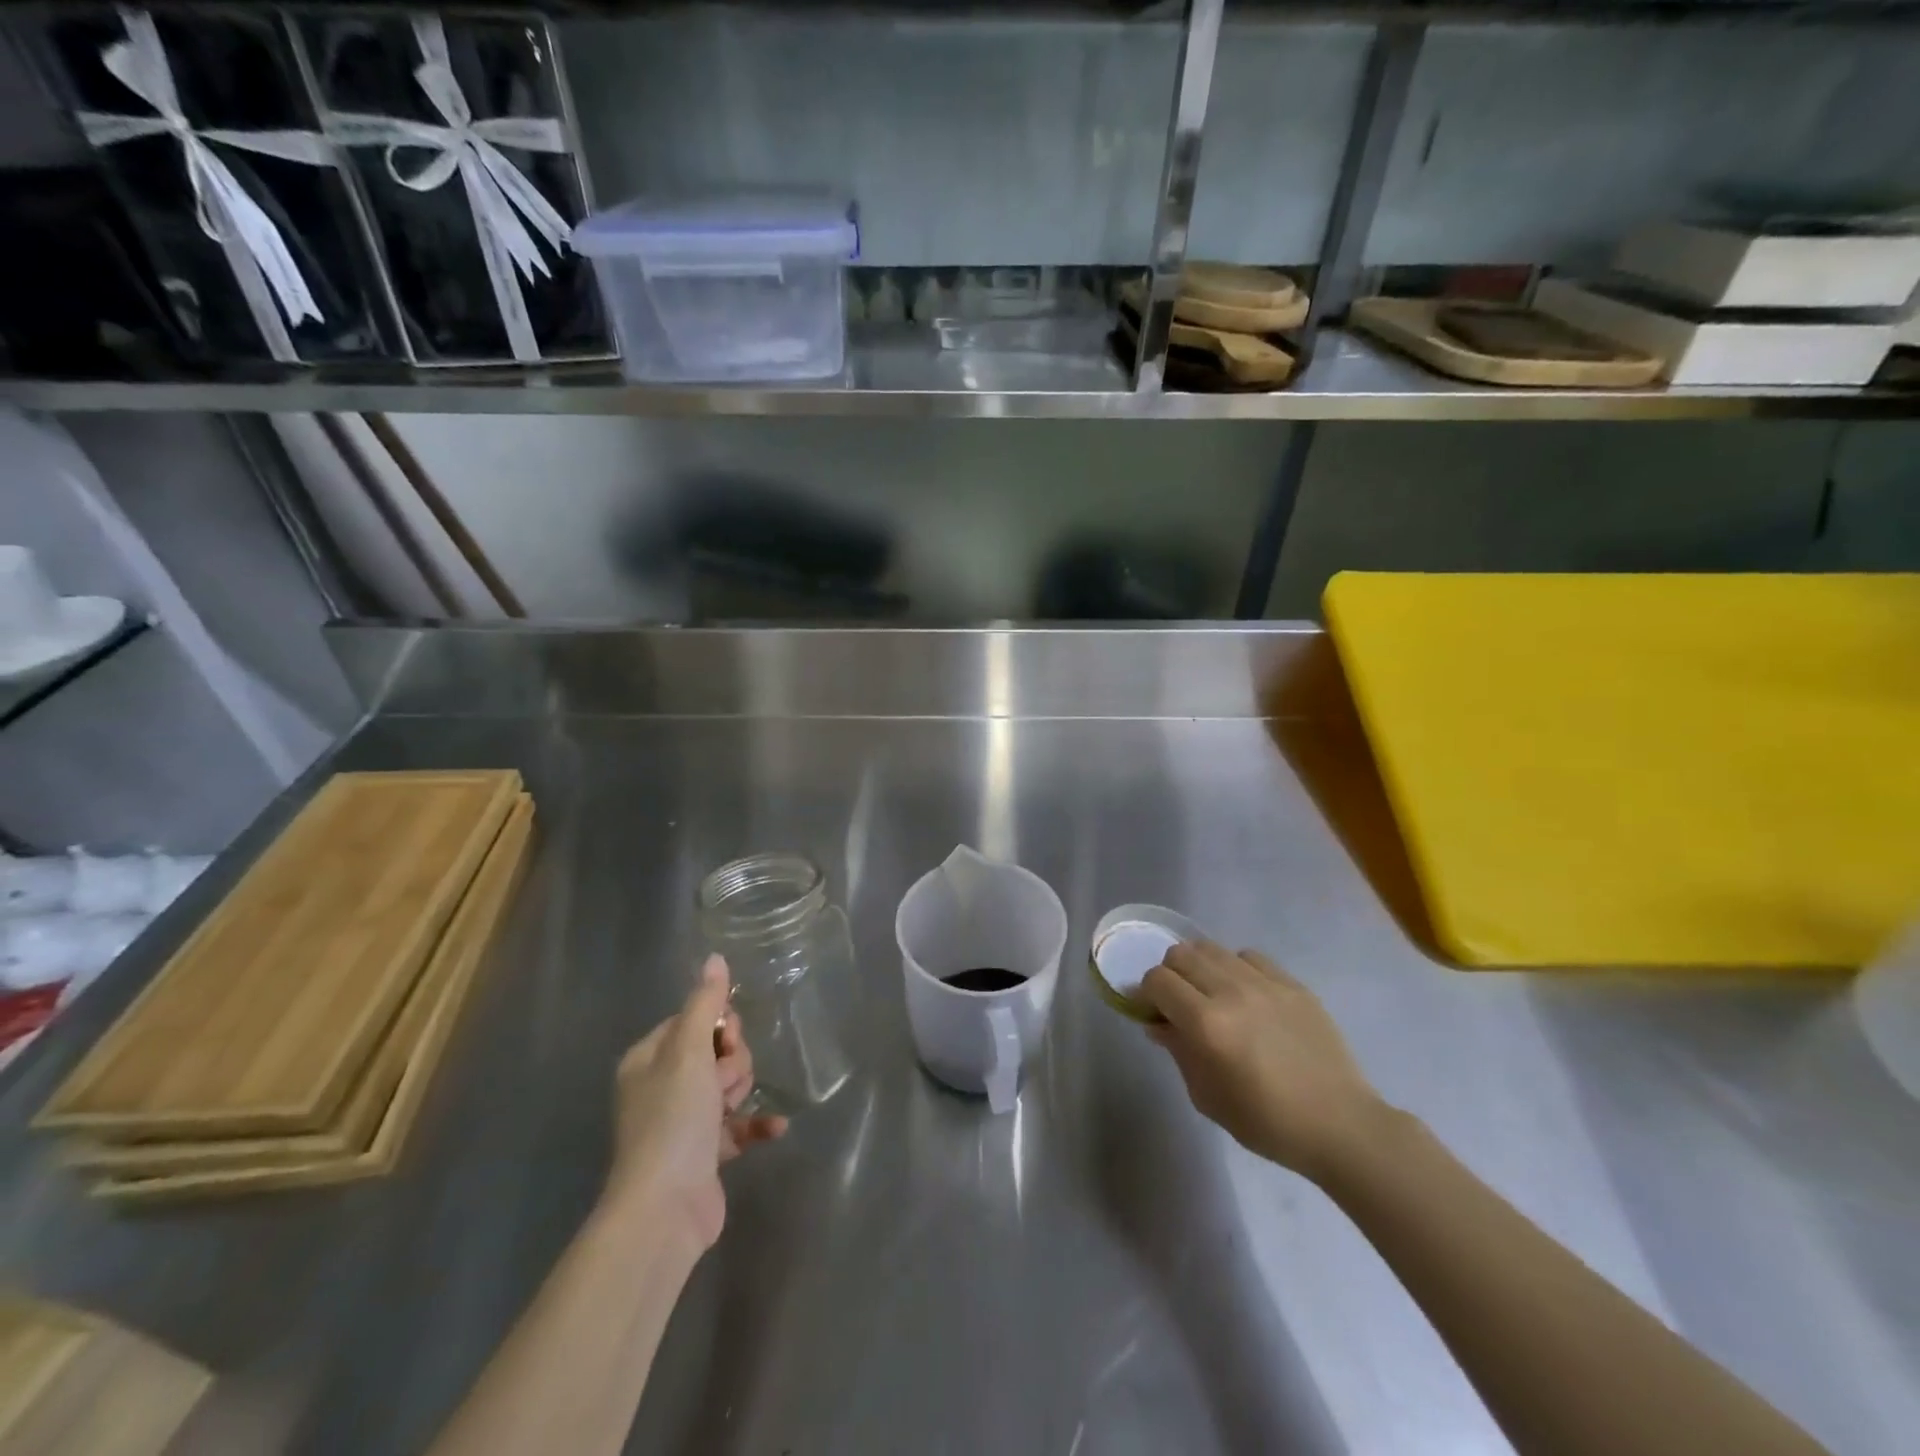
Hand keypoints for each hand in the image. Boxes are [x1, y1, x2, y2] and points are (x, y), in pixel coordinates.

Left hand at [609, 955, 786, 1249]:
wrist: (664, 1208)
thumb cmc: (673, 1119)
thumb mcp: (689, 1052)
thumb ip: (705, 1003)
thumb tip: (714, 958)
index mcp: (649, 1059)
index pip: (693, 1021)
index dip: (719, 1026)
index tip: (727, 1039)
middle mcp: (662, 1087)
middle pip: (715, 1052)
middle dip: (731, 1063)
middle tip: (722, 1083)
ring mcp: (683, 1122)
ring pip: (728, 1086)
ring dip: (740, 1091)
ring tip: (732, 1109)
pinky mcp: (704, 1154)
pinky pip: (739, 1126)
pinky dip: (756, 1124)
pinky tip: (776, 1127)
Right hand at [1141, 941, 1384, 1182]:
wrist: (1342, 1126)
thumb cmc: (1268, 1123)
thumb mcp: (1207, 1097)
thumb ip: (1179, 1051)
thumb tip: (1158, 1023)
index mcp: (1207, 1024)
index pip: (1157, 981)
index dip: (1145, 994)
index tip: (1151, 1012)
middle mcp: (1232, 992)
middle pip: (1180, 954)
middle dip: (1169, 976)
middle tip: (1178, 1003)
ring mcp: (1265, 983)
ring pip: (1212, 948)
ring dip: (1199, 968)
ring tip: (1210, 994)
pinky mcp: (1292, 983)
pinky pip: (1249, 956)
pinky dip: (1235, 968)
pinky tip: (1245, 995)